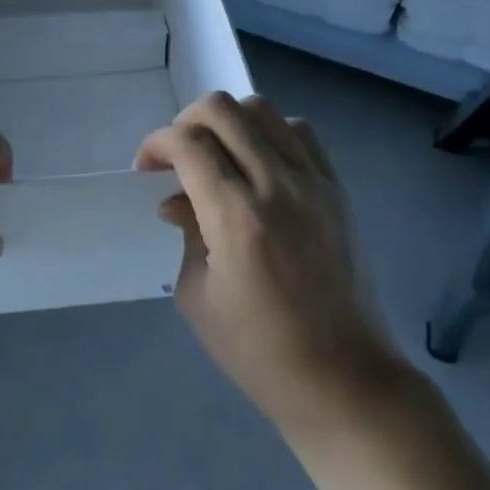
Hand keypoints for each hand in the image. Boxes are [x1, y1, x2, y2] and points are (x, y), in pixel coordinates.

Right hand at [136, 93, 397, 435]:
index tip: (146, 168)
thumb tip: (177, 201)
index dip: (156, 144)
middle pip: (224, 110)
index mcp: (236, 217)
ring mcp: (314, 183)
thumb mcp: (198, 297)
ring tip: (217, 156)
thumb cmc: (259, 351)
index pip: (188, 143)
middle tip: (176, 157)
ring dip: (228, 122)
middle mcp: (277, 186)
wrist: (344, 379)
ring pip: (264, 110)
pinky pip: (300, 133)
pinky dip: (270, 133)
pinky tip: (258, 164)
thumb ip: (186, 234)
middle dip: (186, 121)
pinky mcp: (337, 190)